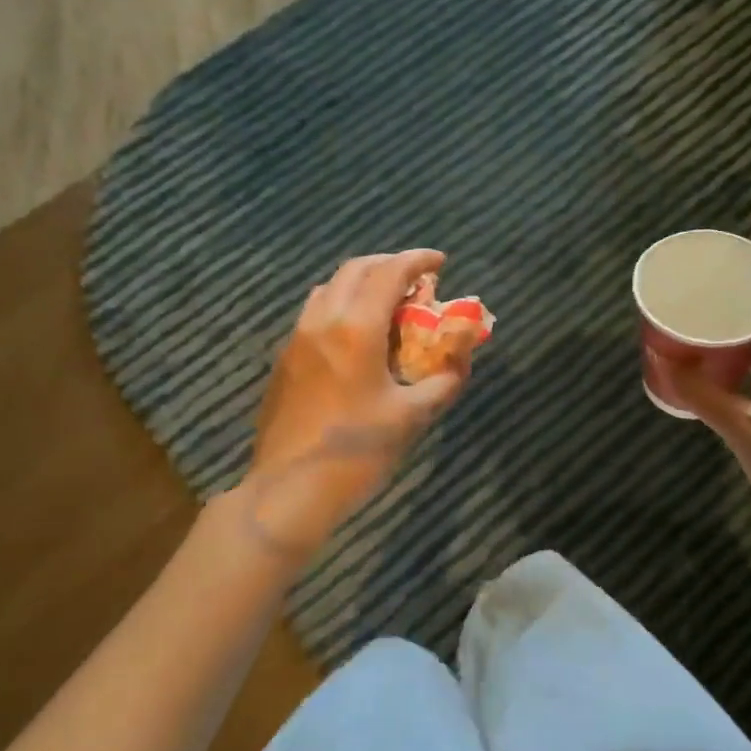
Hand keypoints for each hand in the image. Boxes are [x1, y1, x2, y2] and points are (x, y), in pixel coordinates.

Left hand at [235, 250, 467, 561]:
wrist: (289, 490)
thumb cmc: (357, 452)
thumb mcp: (413, 416)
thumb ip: (446, 378)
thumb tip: (465, 352)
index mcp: (355, 329)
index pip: (389, 273)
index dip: (417, 260)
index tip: (440, 261)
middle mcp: (322, 321)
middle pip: (355, 270)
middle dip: (389, 265)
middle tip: (418, 279)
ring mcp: (297, 338)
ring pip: (330, 288)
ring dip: (362, 283)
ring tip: (389, 303)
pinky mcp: (285, 359)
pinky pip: (316, 312)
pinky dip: (342, 304)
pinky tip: (358, 335)